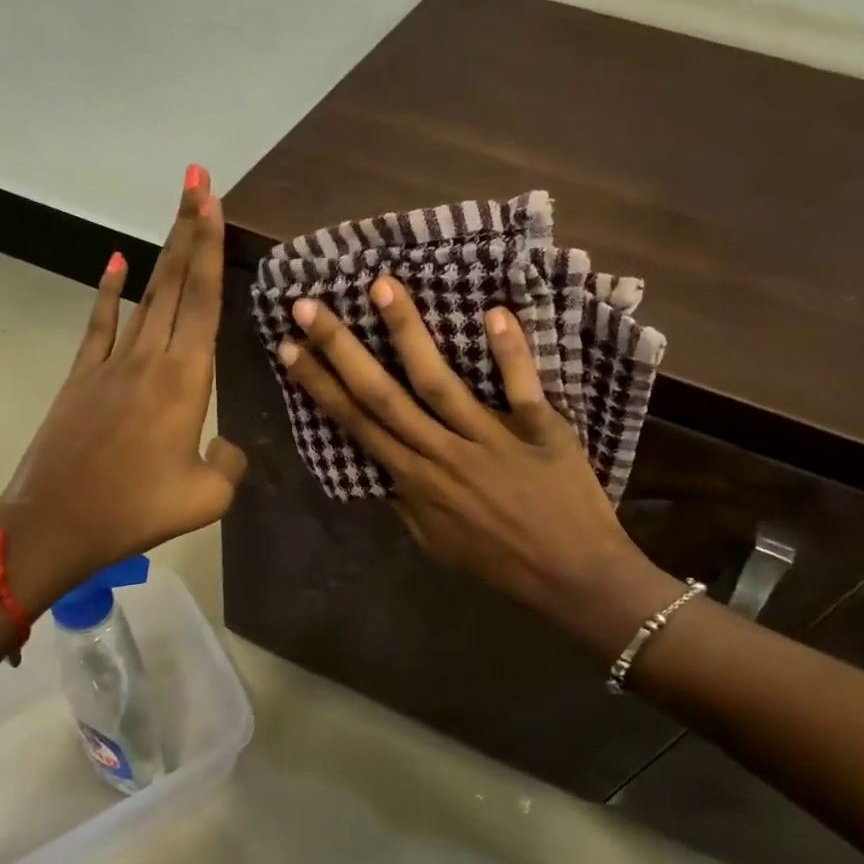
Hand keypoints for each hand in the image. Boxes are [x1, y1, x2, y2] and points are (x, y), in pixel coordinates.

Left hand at [0, 167, 246, 616]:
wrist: (56, 524)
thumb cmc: (136, 510)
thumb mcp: (206, 497)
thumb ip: (229, 462)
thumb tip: (226, 444)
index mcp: (185, 381)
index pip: (203, 301)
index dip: (210, 249)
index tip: (212, 202)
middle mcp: (150, 358)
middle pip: (175, 283)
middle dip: (189, 230)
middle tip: (198, 181)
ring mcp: (112, 364)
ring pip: (145, 296)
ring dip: (162, 252)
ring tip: (177, 212)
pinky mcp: (83, 377)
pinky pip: (101, 324)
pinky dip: (109, 290)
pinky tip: (117, 260)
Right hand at [277, 278, 678, 659]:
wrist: (572, 578)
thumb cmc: (500, 561)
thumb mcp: (436, 544)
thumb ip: (406, 503)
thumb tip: (381, 468)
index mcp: (416, 481)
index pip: (357, 424)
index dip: (320, 385)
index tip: (290, 348)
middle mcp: (443, 453)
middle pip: (383, 395)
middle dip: (341, 349)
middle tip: (308, 306)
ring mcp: (491, 439)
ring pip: (439, 381)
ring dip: (408, 332)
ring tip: (382, 286)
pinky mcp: (540, 430)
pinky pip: (522, 387)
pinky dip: (510, 352)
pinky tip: (493, 311)